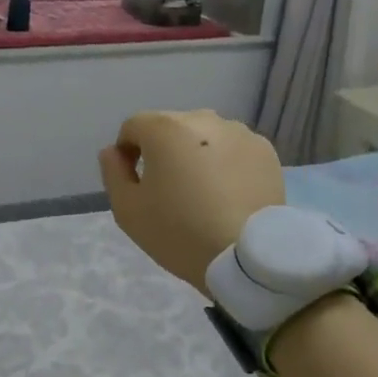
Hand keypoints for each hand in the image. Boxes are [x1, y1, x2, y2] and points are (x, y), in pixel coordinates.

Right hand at [98, 110, 284, 292]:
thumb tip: (113, 152)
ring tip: (204, 191)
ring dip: (196, 153)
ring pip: (204, 136)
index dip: (127, 152)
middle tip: (170, 189)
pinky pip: (233, 149)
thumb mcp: (128, 210)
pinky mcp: (264, 150)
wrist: (247, 258)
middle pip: (170, 128)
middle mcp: (201, 119)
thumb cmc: (180, 232)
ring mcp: (238, 132)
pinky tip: (229, 193)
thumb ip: (113, 172)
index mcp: (164, 128)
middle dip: (163, 150)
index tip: (136, 182)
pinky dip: (226, 163)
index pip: (133, 127)